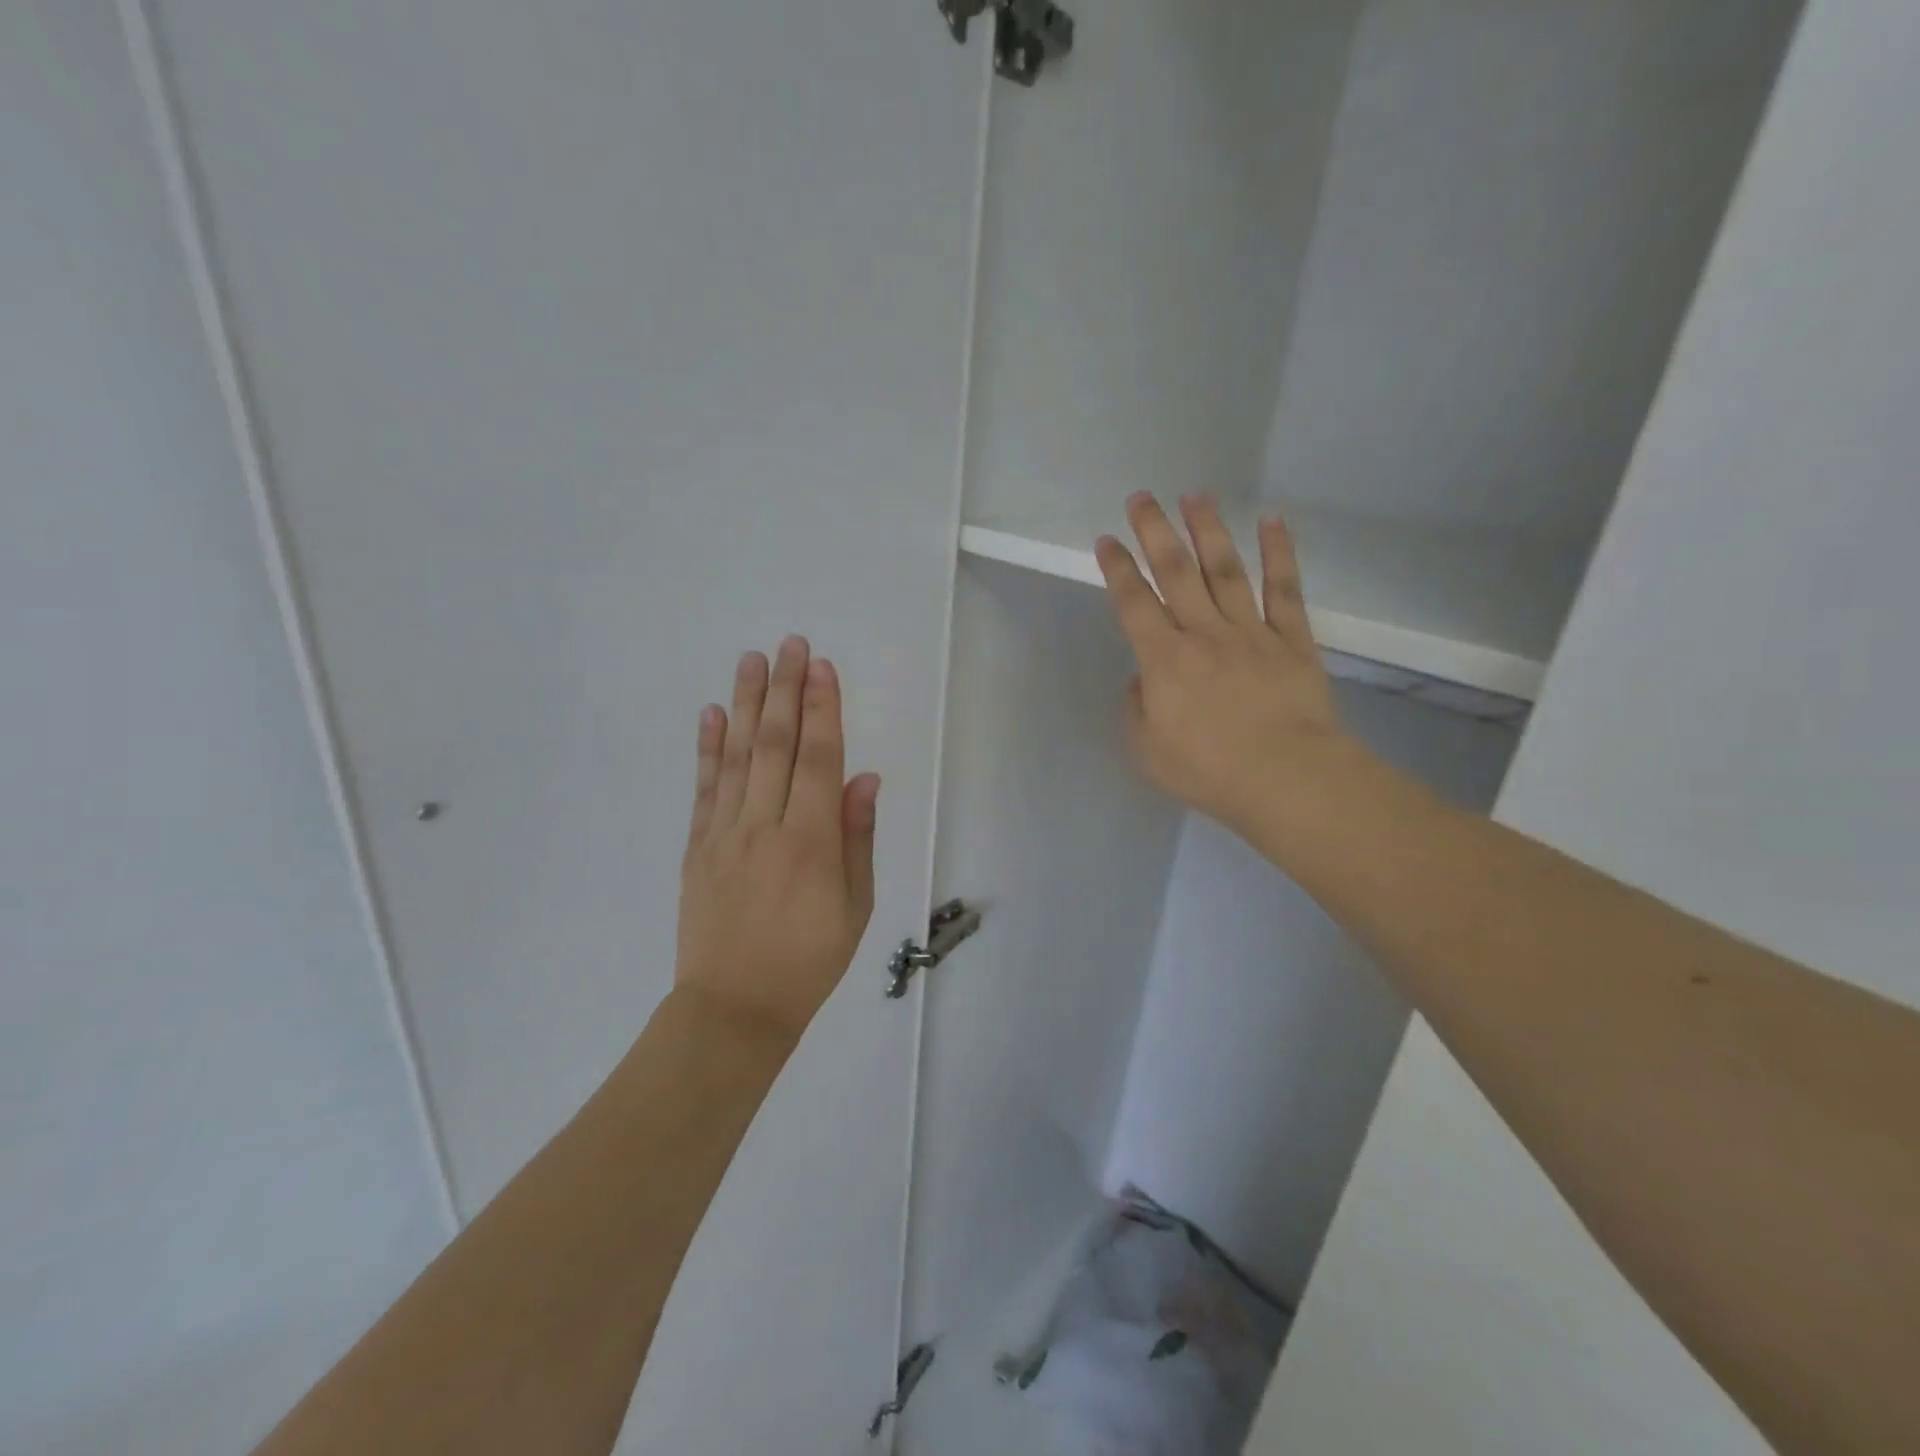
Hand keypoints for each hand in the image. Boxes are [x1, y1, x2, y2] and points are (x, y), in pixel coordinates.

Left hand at [675, 636, 880, 1042]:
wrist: (734, 1007)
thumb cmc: (809, 960)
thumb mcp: (854, 907)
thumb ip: (857, 838)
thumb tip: (863, 779)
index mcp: (811, 842)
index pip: (818, 760)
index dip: (822, 710)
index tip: (822, 668)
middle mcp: (765, 826)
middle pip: (775, 745)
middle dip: (785, 690)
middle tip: (790, 644)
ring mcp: (725, 833)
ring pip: (737, 756)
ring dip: (745, 704)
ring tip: (751, 660)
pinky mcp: (698, 846)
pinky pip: (704, 788)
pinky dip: (708, 748)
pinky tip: (711, 714)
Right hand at [1095, 493, 1348, 837]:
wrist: (1286, 778)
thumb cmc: (1208, 770)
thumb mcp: (1145, 749)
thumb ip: (1135, 707)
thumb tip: (1144, 678)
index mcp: (1164, 659)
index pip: (1133, 603)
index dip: (1117, 569)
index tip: (1106, 540)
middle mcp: (1204, 633)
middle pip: (1176, 572)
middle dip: (1155, 532)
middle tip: (1141, 497)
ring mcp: (1251, 632)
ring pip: (1226, 570)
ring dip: (1208, 530)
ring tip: (1196, 495)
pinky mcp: (1292, 640)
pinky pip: (1284, 589)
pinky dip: (1280, 553)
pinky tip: (1272, 520)